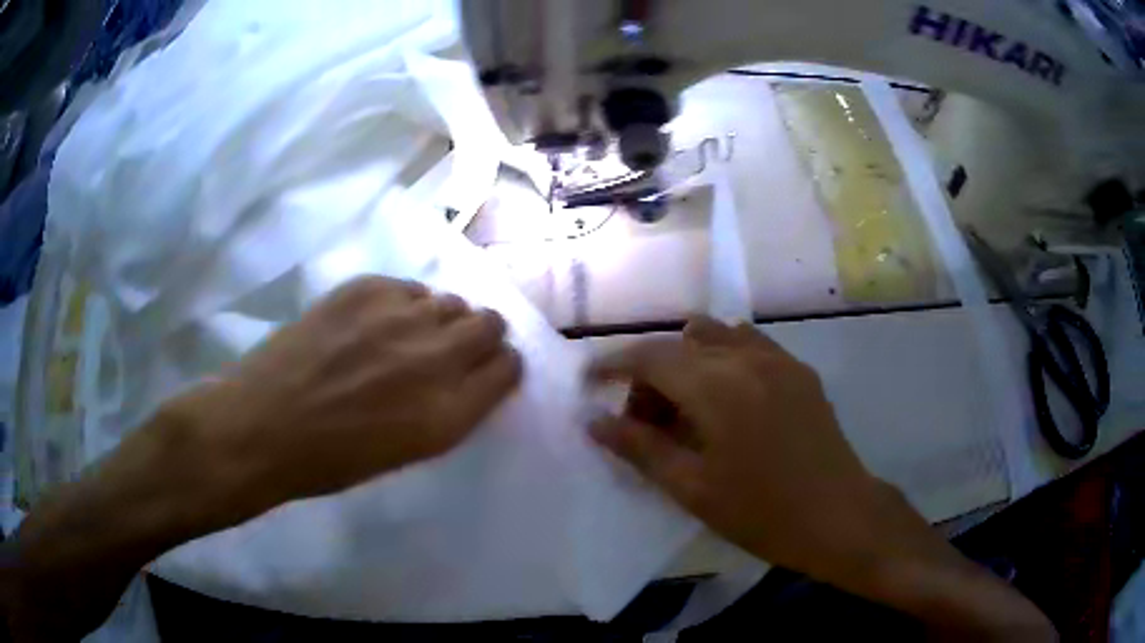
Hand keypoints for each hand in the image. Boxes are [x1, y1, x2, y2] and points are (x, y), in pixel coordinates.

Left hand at [166, 276, 522, 520]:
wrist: (264, 425)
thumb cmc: (332, 459)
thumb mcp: (408, 451)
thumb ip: (450, 410)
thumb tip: (465, 374)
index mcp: (449, 413)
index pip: (508, 368)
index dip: (499, 367)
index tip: (486, 370)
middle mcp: (435, 358)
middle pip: (490, 323)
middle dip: (481, 336)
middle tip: (452, 348)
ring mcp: (399, 316)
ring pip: (451, 300)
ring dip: (441, 318)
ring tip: (409, 335)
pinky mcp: (365, 288)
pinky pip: (409, 287)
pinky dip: (403, 304)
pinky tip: (375, 323)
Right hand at [588, 317, 1054, 639]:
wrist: (839, 515)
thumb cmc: (761, 512)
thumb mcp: (691, 487)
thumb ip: (638, 447)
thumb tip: (593, 421)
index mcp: (715, 385)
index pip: (648, 356)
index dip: (611, 364)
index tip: (587, 381)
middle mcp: (745, 357)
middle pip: (679, 345)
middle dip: (650, 375)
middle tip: (645, 424)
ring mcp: (778, 360)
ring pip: (714, 337)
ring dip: (687, 363)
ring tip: (686, 412)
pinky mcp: (798, 371)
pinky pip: (747, 346)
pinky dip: (722, 362)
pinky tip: (727, 404)